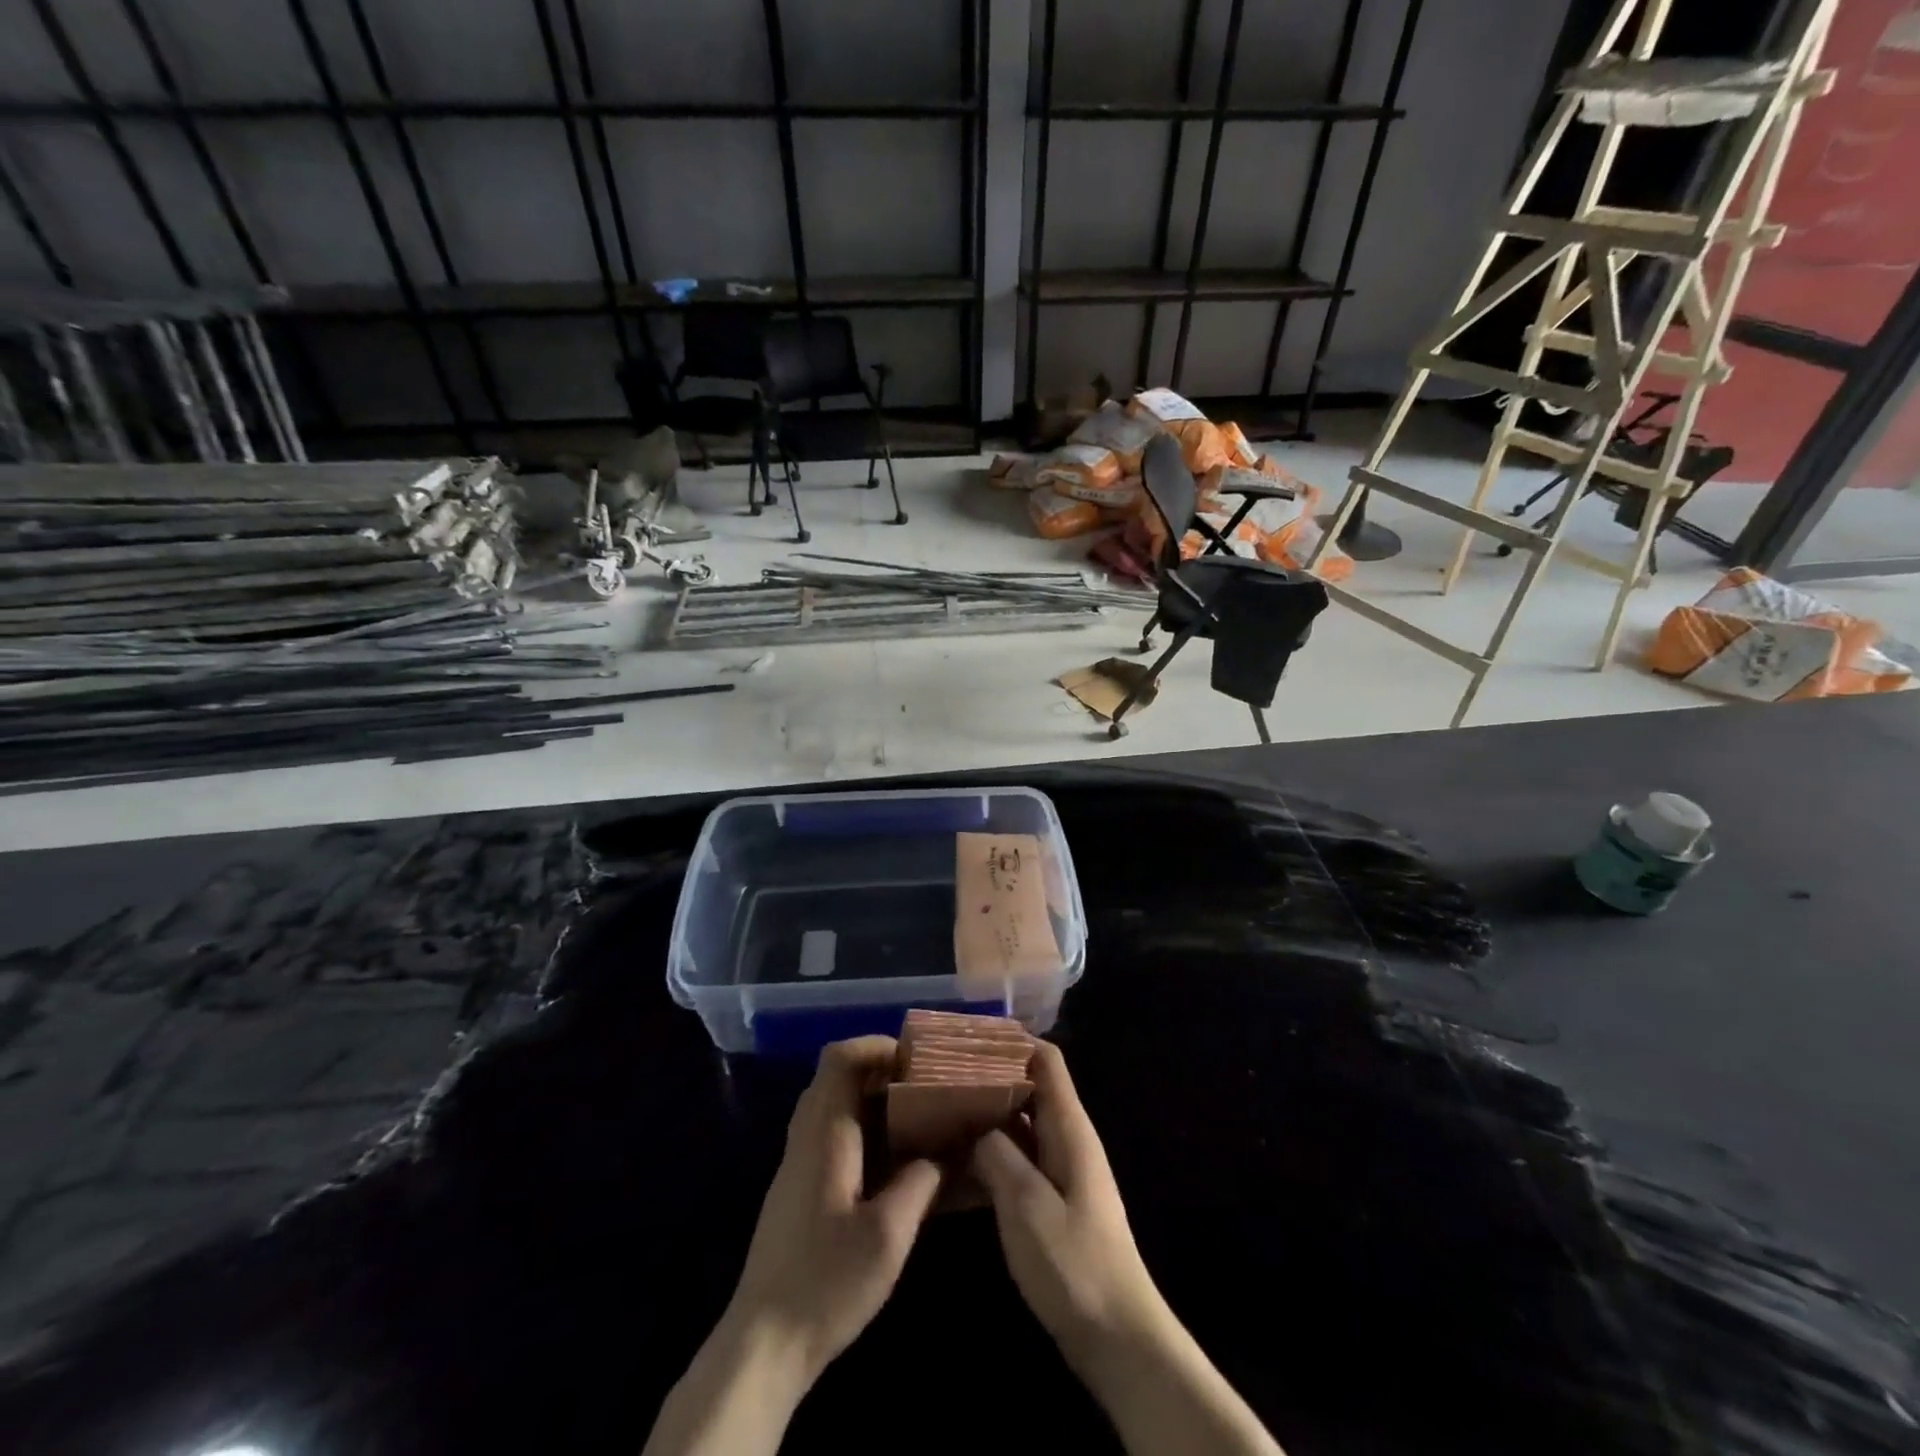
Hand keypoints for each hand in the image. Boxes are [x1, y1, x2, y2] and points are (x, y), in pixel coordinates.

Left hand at [724, 1035, 942, 1388]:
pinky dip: (862, 1127)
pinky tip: (892, 1161)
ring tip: (916, 1117)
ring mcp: (797, 1163)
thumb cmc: (827, 1282)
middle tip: (924, 1086)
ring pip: (833, 1105)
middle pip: (837, 1075)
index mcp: (824, 1133)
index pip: (840, 1058)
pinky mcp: (798, 1188)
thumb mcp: (888, 1233)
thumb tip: (948, 1149)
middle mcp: (806, 1136)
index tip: (916, 1060)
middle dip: (882, 1071)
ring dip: (872, 1100)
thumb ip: (921, 1181)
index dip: (877, 1045)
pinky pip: (830, 1134)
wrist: (764, 1344)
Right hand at [970, 1041, 1169, 1373]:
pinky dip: (991, 1153)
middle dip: (989, 1076)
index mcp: (1069, 1128)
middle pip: (1030, 1087)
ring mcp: (1061, 1171)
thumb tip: (976, 1125)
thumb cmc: (1075, 1266)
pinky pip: (1018, 1160)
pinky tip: (956, 1164)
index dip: (1012, 1041)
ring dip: (986, 1116)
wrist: (1118, 1339)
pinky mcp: (1053, 1202)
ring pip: (1020, 1124)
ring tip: (940, 1111)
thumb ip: (998, 1155)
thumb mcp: (1027, 1206)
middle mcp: (1067, 1138)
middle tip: (940, 1075)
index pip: (1046, 1059)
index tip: (967, 1038)